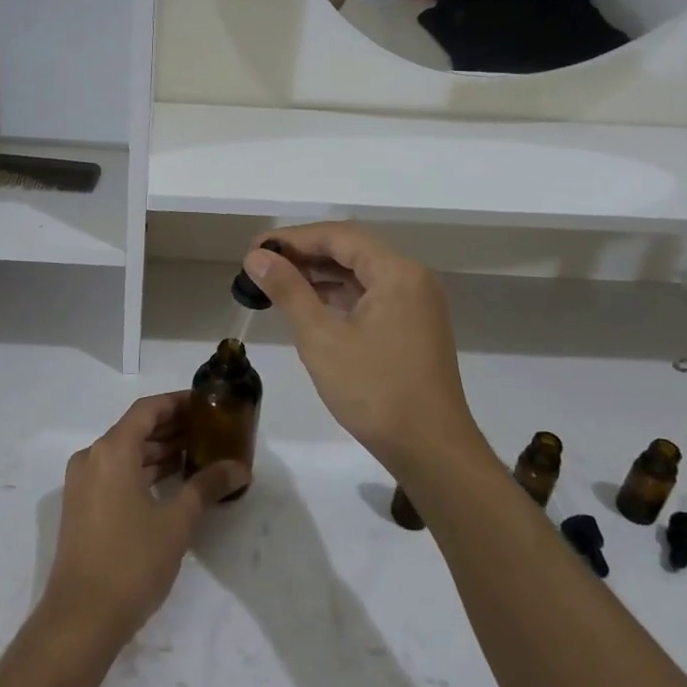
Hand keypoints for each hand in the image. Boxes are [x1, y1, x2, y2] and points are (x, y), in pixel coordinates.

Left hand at [40, 393, 247, 651]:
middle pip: (134, 429)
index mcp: (111, 451)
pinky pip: (114, 473)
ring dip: (157, 451)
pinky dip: (141, 471)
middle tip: (208, 429)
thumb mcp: (177, 522)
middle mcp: (92, 458)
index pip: (147, 409)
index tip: (205, 403)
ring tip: (195, 454)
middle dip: (171, 427)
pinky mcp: (81, 507)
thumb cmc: (131, 561)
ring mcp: (82, 484)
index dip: (177, 402)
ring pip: (124, 453)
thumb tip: (239, 467)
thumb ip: (207, 486)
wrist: (80, 619)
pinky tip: (169, 483)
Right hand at [243, 222, 485, 474]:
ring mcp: (416, 303)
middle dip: (305, 254)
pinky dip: (339, 295)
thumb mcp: (321, 338)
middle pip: (352, 250)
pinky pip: (371, 296)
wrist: (431, 450)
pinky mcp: (413, 327)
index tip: (255, 248)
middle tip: (261, 265)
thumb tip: (256, 257)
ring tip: (276, 282)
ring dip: (320, 275)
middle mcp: (412, 278)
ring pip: (361, 274)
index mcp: (396, 272)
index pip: (339, 236)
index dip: (293, 238)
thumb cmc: (374, 391)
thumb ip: (288, 291)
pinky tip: (309, 305)